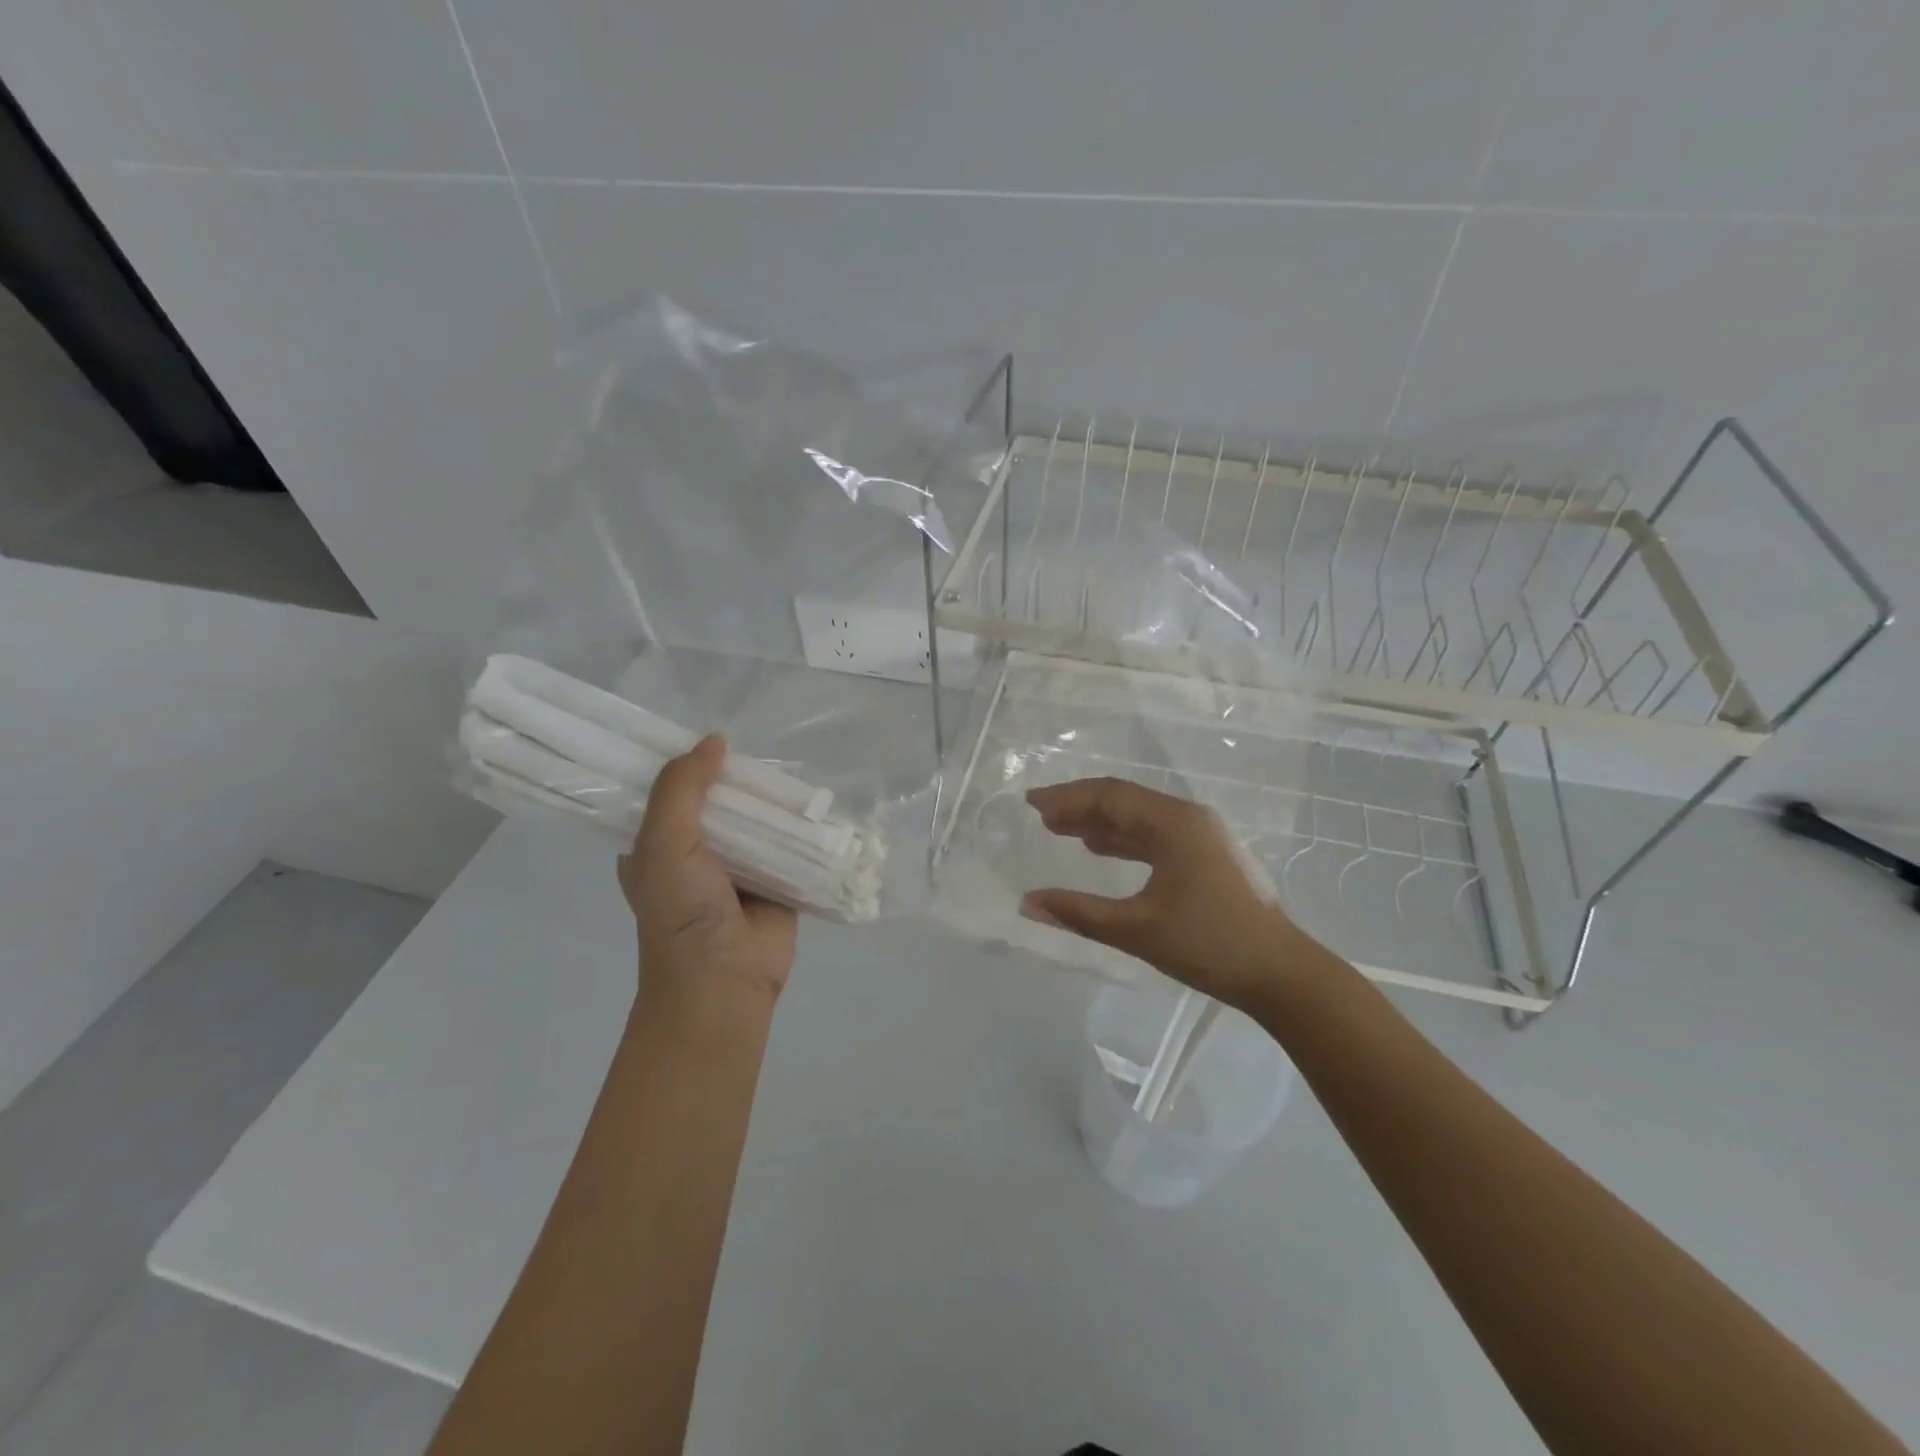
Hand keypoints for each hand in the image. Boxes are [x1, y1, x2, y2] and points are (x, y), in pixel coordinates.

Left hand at [618, 736, 798, 1019]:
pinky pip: (791, 844)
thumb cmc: (681, 913)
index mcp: (657, 845)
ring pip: (758, 820)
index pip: (668, 792)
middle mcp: (697, 852)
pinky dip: (802, 828)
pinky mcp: (778, 881)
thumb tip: (715, 741)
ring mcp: (740, 867)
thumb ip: (681, 790)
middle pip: (719, 801)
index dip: (685, 763)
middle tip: (760, 750)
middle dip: (737, 779)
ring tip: (794, 770)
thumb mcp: (663, 844)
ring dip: (772, 801)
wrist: (724, 981)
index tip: (710, 737)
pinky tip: (818, 803)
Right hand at [1021, 777, 1308, 1013]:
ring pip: (1138, 818)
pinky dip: (1122, 840)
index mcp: (1174, 823)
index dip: (1066, 797)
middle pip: (1123, 801)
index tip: (1031, 802)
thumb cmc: (1209, 944)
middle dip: (1079, 806)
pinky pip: (1153, 836)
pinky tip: (1100, 849)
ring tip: (1060, 830)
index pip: (1109, 796)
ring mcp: (1200, 836)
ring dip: (1099, 822)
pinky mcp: (1205, 856)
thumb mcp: (1137, 930)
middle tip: (1040, 816)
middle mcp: (1187, 818)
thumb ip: (1078, 913)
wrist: (1280, 973)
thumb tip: (1027, 902)